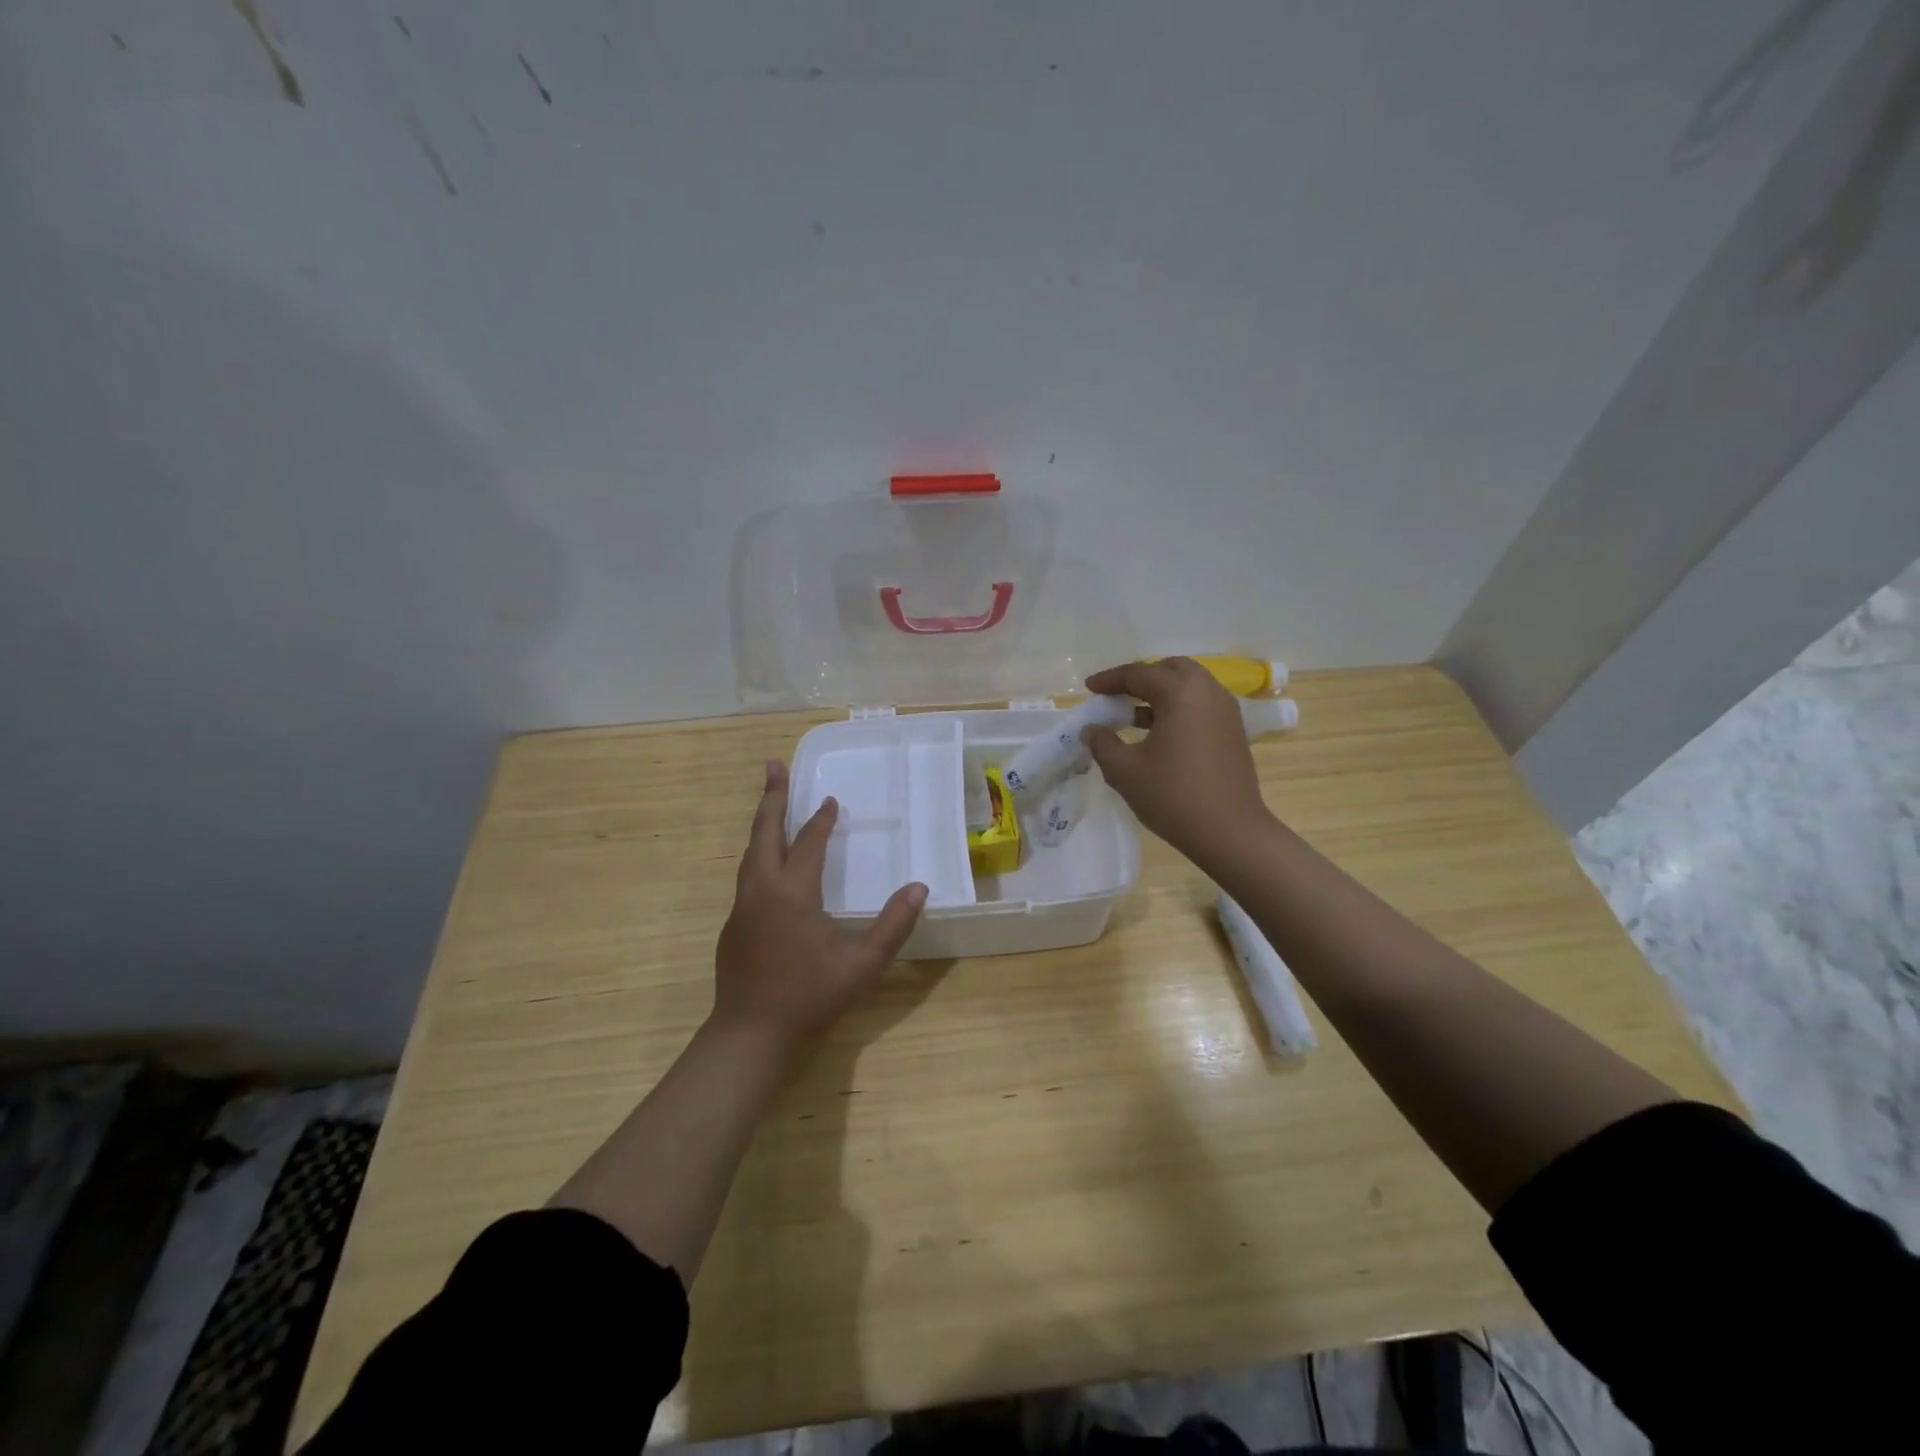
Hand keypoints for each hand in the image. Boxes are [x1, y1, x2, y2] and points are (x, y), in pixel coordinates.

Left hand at [712, 760, 927, 1050]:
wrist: (750, 1036)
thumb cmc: (810, 997)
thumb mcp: (863, 964)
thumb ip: (893, 925)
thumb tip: (920, 888)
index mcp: (792, 893)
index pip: (808, 844)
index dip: (820, 820)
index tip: (830, 800)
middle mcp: (761, 891)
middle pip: (764, 833)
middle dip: (771, 798)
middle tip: (773, 766)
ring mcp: (742, 909)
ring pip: (750, 855)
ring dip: (762, 826)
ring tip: (771, 807)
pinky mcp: (733, 928)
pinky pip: (747, 878)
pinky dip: (759, 856)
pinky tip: (769, 868)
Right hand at [1081, 658, 1274, 867]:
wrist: (1230, 832)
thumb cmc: (1173, 796)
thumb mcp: (1125, 770)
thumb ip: (1103, 743)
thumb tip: (1091, 729)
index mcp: (1180, 693)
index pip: (1139, 673)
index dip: (1110, 680)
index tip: (1089, 689)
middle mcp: (1207, 692)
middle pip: (1170, 669)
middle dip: (1141, 678)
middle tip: (1117, 696)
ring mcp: (1225, 711)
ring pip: (1189, 686)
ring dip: (1161, 693)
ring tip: (1134, 716)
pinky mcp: (1233, 731)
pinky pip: (1201, 705)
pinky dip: (1178, 708)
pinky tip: (1159, 734)